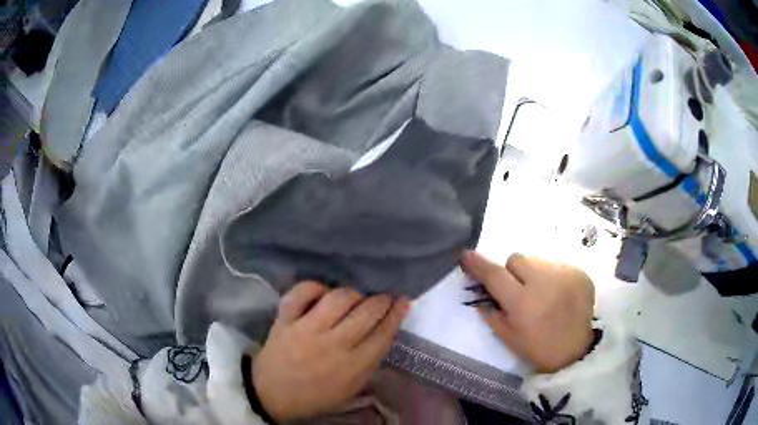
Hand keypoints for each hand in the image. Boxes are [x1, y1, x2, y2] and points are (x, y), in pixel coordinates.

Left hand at [251, 281, 409, 422]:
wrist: (272, 395)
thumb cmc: (316, 396)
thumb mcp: (351, 389)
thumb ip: (369, 363)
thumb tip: (384, 333)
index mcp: (353, 367)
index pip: (383, 334)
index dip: (396, 314)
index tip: (403, 301)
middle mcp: (333, 345)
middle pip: (366, 312)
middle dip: (381, 301)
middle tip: (383, 298)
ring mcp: (306, 330)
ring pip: (338, 298)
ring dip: (353, 294)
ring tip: (355, 298)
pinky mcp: (284, 320)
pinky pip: (301, 293)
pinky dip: (314, 287)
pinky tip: (323, 292)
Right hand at [461, 251, 594, 372]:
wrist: (577, 350)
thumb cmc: (539, 348)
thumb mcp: (509, 338)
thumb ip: (492, 313)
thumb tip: (480, 292)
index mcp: (523, 303)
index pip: (495, 275)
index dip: (479, 264)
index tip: (466, 255)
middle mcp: (544, 282)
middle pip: (517, 259)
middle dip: (512, 271)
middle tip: (518, 290)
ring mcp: (565, 274)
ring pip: (537, 260)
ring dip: (534, 273)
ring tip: (542, 293)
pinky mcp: (580, 272)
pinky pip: (557, 264)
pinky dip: (552, 276)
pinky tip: (558, 294)